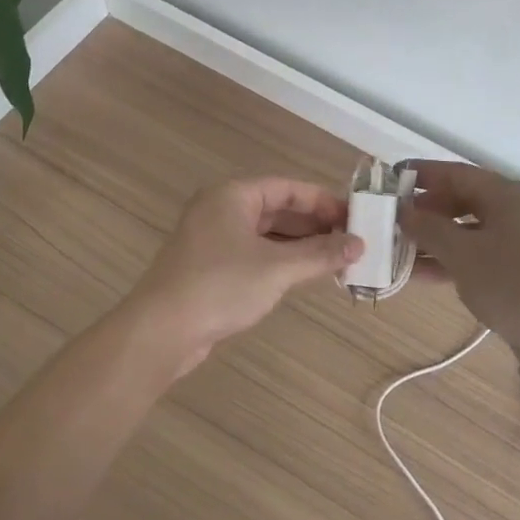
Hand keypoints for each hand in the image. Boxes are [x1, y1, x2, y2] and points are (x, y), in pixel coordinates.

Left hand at [125, 177, 362, 369]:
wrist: (160, 331)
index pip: (288, 188)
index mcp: (233, 195)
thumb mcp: (277, 269)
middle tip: (351, 240)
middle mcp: (221, 210)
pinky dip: (281, 260)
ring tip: (336, 259)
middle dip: (315, 225)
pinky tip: (305, 274)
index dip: (323, 201)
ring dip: (300, 245)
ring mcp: (213, 239)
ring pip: (267, 234)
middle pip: (277, 209)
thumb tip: (359, 245)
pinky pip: (254, 253)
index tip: (355, 217)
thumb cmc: (220, 286)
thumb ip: (320, 254)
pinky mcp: (210, 267)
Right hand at [399, 162, 519, 371]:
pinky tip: (418, 275)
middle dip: (426, 210)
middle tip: (392, 219)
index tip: (392, 177)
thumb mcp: (463, 253)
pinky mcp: (518, 273)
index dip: (423, 174)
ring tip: (397, 249)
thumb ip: (429, 229)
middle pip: (463, 201)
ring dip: (434, 240)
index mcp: (508, 195)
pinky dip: (450, 261)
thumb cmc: (513, 283)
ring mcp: (519, 244)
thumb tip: (403, 211)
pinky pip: (477, 256)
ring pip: (468, 232)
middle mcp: (516, 213)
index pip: (457, 174)